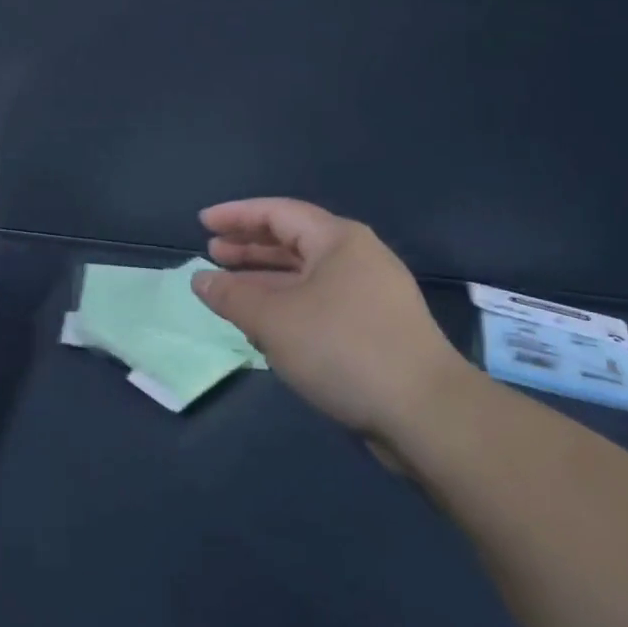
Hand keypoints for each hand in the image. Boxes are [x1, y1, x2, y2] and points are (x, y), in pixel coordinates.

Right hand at [191, 198, 469, 447]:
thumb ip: (231, 296)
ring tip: (230, 289)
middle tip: (212, 253)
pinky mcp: (376, 328)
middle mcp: (357, 257)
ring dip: (266, 280)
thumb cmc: (343, 348)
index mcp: (338, 239)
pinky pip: (320, 302)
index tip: (202, 223)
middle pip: (293, 240)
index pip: (277, 212)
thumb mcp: (274, 320)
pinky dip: (288, 305)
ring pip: (306, 275)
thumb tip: (200, 280)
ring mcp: (371, 294)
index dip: (236, 216)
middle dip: (249, 247)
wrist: (427, 413)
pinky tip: (266, 325)